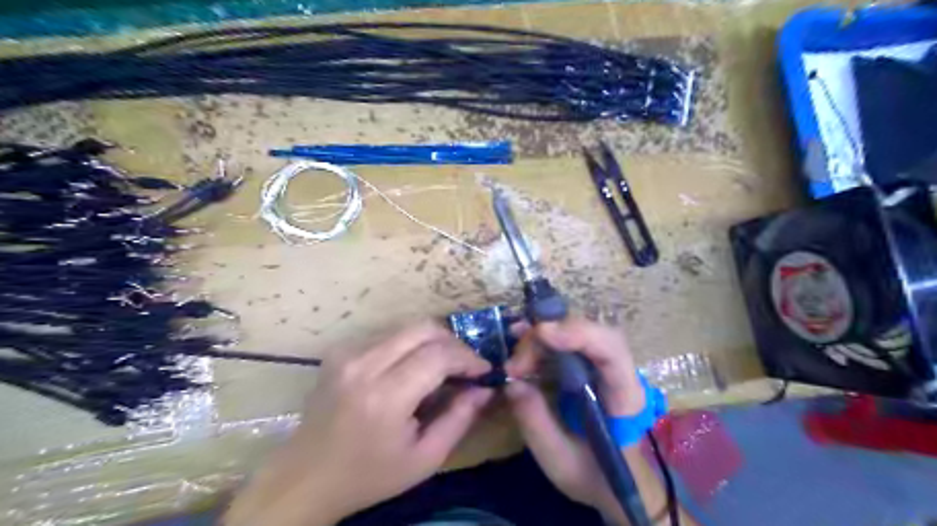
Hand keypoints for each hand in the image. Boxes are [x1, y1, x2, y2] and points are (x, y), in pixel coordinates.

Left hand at [223, 320, 492, 525]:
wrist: (305, 478)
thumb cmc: (369, 476)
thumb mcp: (424, 459)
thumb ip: (460, 419)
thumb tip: (485, 388)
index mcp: (385, 396)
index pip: (438, 355)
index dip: (468, 358)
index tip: (483, 371)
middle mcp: (364, 364)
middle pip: (423, 328)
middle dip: (453, 342)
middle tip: (466, 365)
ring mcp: (347, 353)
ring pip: (407, 327)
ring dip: (432, 342)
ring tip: (443, 367)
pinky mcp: (339, 351)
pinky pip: (387, 335)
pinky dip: (409, 345)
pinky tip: (412, 368)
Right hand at [506, 318, 644, 522]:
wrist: (619, 481)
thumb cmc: (596, 476)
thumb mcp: (561, 461)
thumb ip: (536, 424)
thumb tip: (512, 383)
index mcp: (625, 397)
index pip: (611, 350)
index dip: (579, 333)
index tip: (541, 333)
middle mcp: (619, 371)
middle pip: (588, 333)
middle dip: (546, 339)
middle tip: (514, 366)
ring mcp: (605, 365)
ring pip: (576, 332)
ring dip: (541, 339)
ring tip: (514, 357)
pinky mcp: (590, 365)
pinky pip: (568, 341)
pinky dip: (542, 340)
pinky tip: (521, 345)